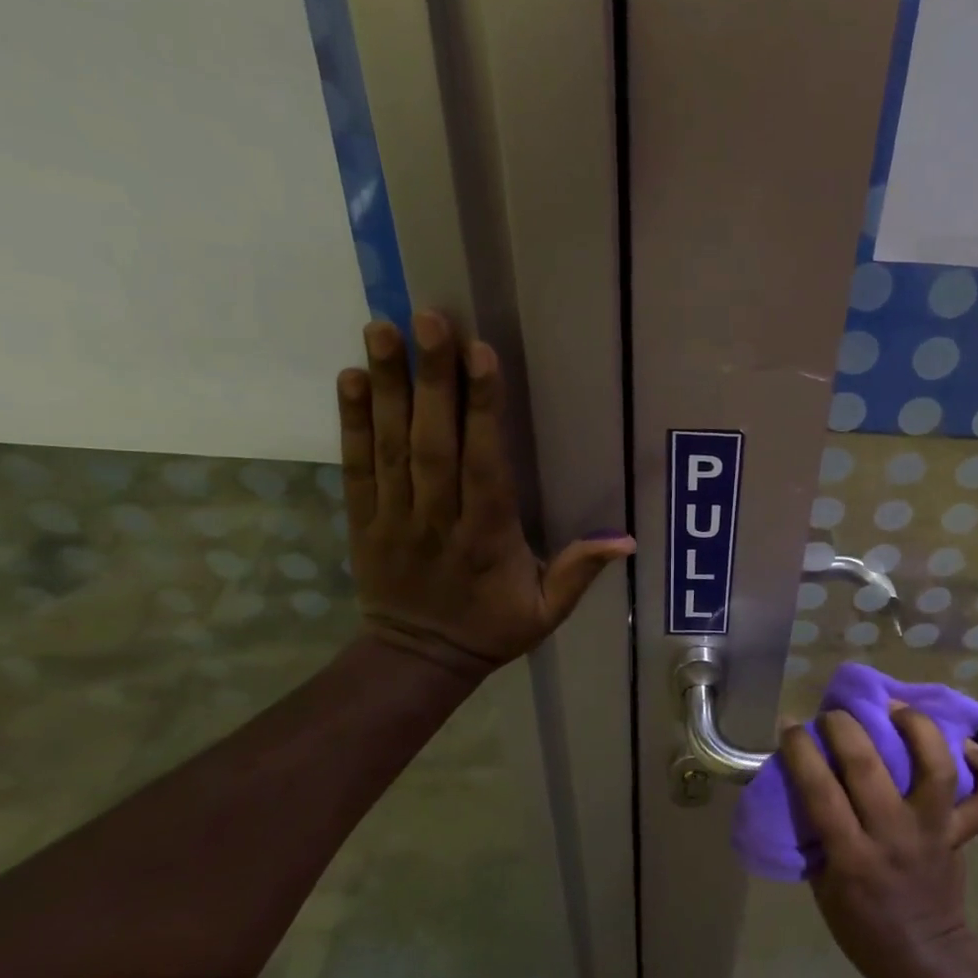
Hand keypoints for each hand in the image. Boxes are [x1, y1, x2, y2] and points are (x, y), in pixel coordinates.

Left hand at [337, 312, 634, 678]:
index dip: (482, 410)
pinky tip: (351, 378)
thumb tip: (627, 540)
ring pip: (391, 445)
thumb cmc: (491, 628)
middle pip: (434, 443)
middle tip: (430, 319)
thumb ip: (580, 572)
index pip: (485, 465)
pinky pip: (356, 466)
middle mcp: (438, 519)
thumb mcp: (547, 612)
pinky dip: (351, 421)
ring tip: (382, 328)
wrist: (417, 659)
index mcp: (488, 538)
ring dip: (387, 386)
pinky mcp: (364, 519)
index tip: (481, 355)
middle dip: (433, 379)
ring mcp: (395, 517)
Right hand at [780, 703, 977, 977]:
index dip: (800, 750)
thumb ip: (818, 833)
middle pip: (868, 767)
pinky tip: (968, 744)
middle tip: (835, 713)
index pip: (820, 791)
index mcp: (852, 857)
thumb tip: (804, 778)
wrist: (923, 957)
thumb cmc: (862, 925)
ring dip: (917, 728)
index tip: (789, 724)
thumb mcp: (823, 884)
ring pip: (935, 769)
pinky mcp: (964, 834)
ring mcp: (935, 832)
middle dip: (845, 727)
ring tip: (898, 708)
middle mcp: (896, 837)